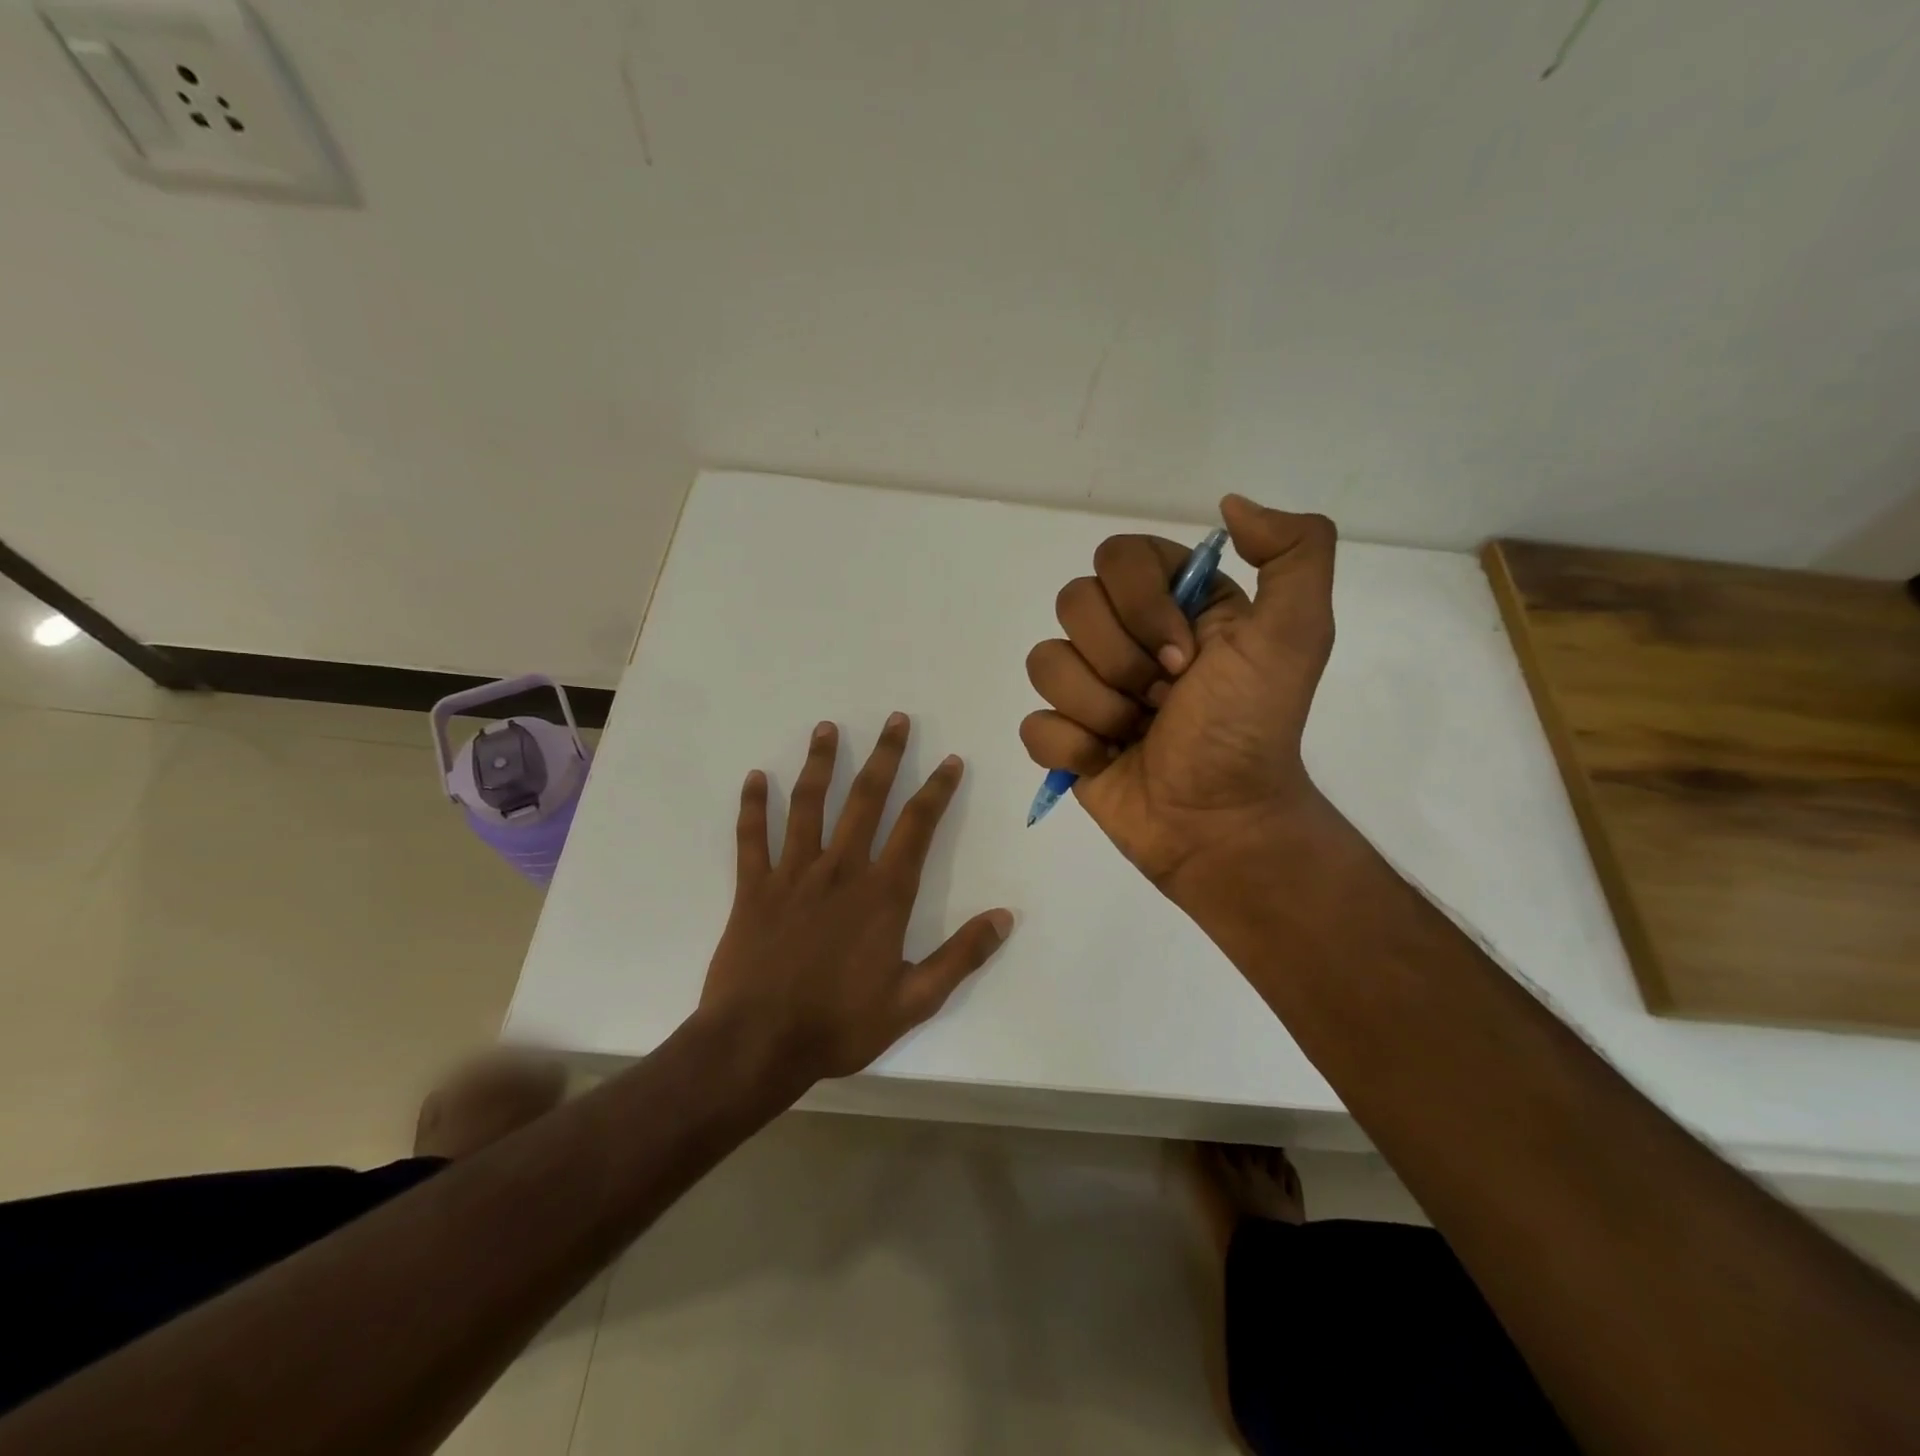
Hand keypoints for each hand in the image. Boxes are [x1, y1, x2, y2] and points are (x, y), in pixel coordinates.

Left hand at [699, 714, 1013, 1084]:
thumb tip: (1005, 917)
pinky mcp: (753, 888)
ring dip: (819, 763)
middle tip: (895, 719)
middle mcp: (840, 870)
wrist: (758, 1044)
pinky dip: (752, 806)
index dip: (937, 790)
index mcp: (882, 893)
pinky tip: (755, 778)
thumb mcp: (914, 1001)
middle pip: (865, 799)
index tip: (949, 760)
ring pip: (808, 805)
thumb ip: (961, 956)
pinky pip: (751, 838)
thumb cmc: (840, 1024)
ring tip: (826, 728)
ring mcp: (792, 874)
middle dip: (885, 756)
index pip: (916, 826)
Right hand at [1019, 495, 1340, 890]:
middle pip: (1072, 605)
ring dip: (1100, 708)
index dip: (1141, 606)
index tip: (1185, 655)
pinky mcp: (1064, 738)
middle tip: (1165, 700)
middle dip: (1122, 663)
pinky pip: (1033, 724)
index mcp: (1173, 603)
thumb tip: (1230, 504)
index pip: (1116, 558)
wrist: (1220, 824)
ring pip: (1045, 663)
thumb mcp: (1296, 636)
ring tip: (1139, 734)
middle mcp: (1125, 636)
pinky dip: (1073, 748)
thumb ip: (1295, 552)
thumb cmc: (1250, 730)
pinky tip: (1108, 761)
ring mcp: (1088, 688)